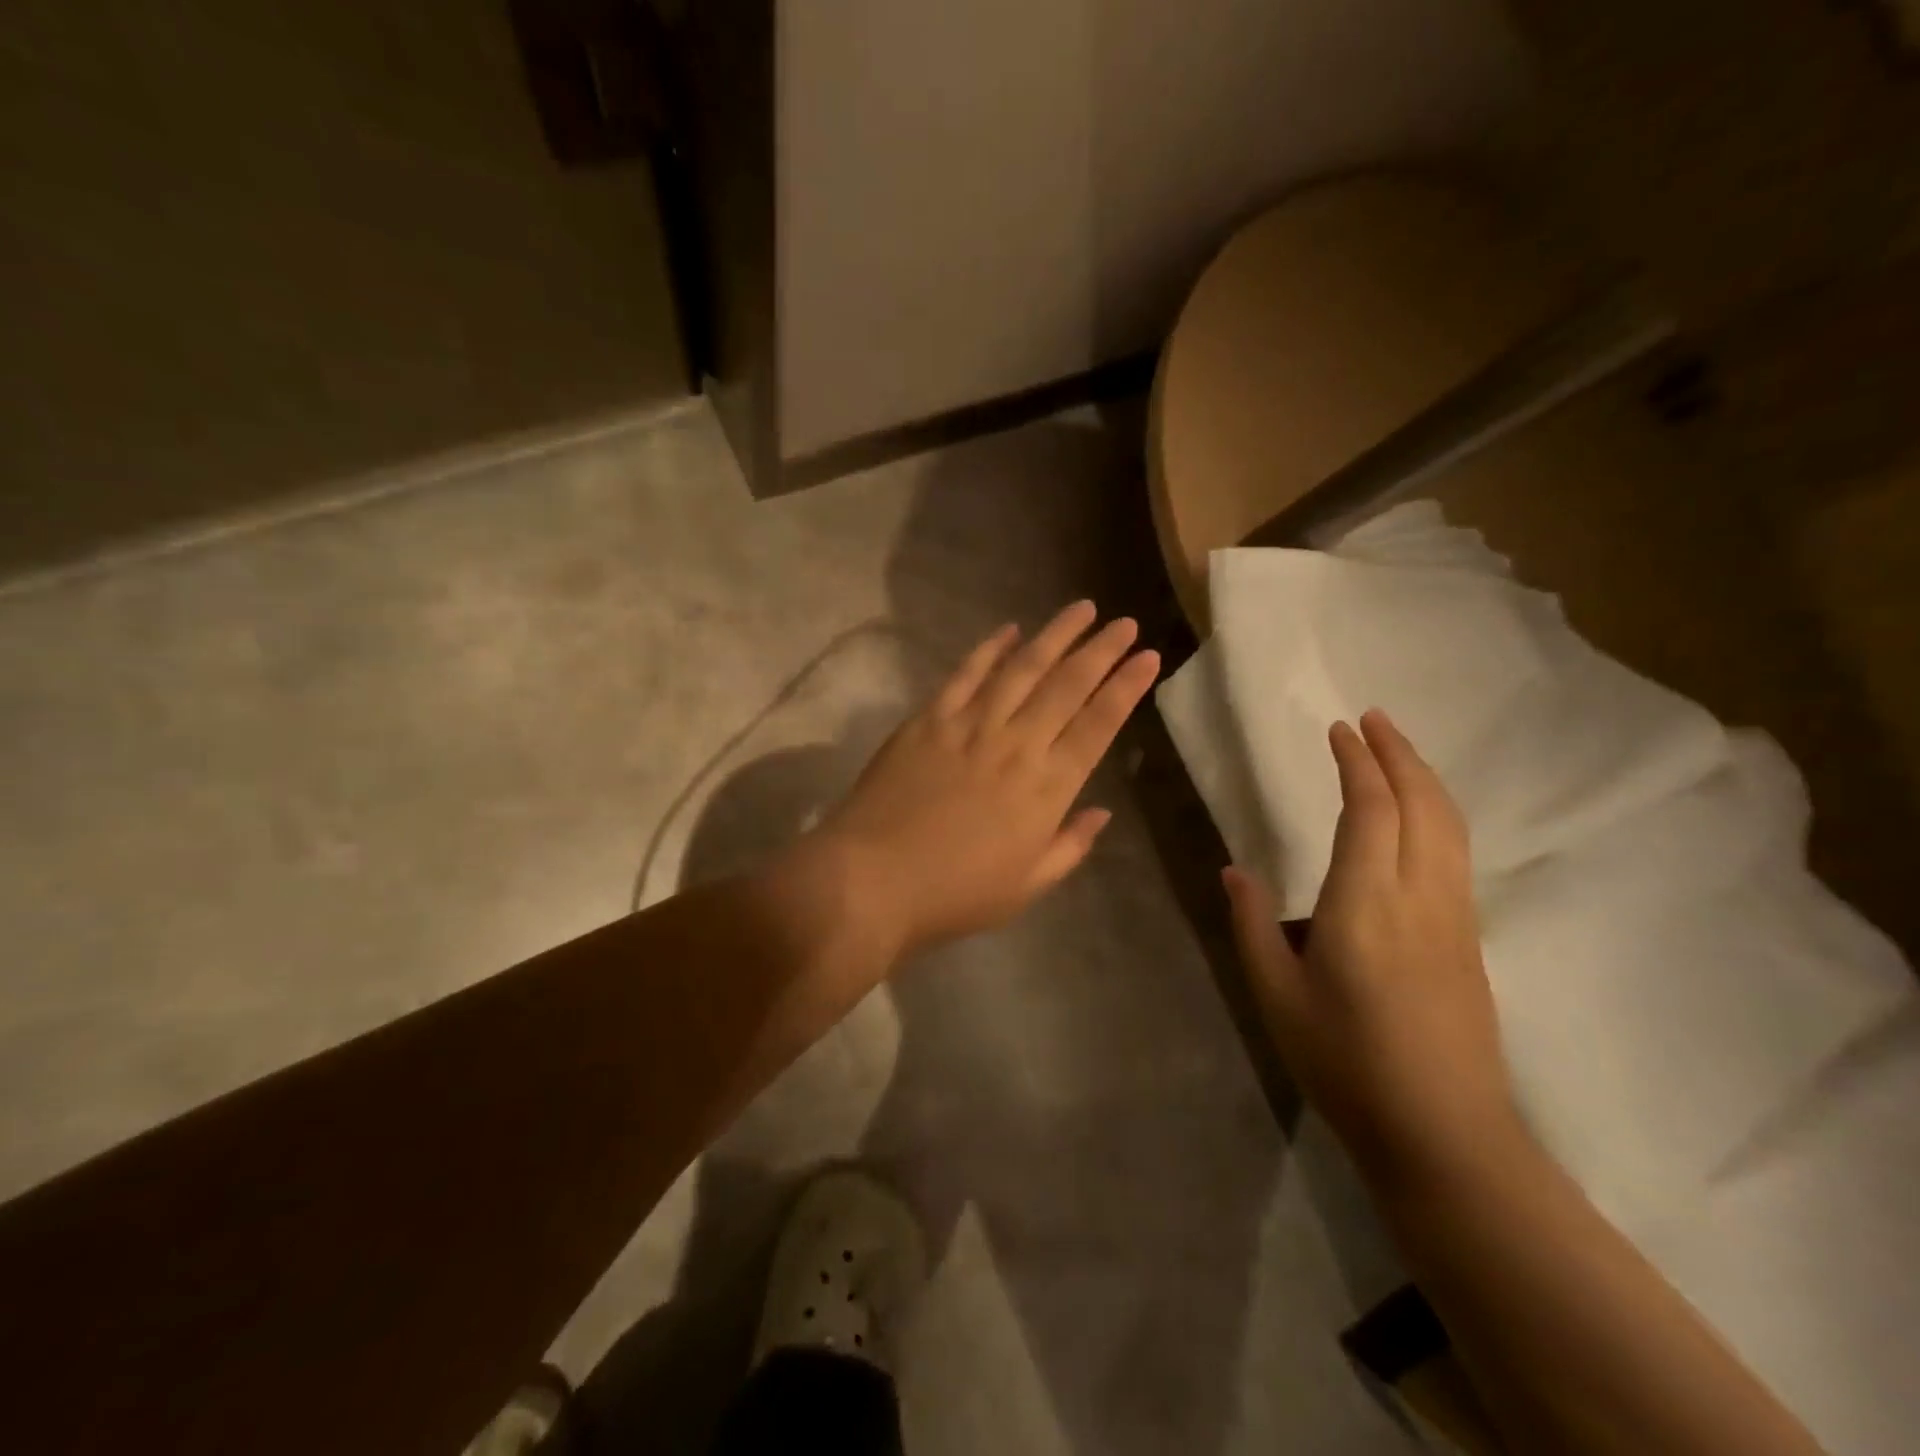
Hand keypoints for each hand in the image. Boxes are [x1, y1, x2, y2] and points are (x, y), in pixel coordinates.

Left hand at [812, 601, 1159, 960]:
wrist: (874, 880)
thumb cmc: (956, 894)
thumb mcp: (1027, 886)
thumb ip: (1070, 846)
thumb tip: (1101, 812)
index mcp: (1047, 788)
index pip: (1098, 725)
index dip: (1126, 688)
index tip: (1148, 657)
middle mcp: (1016, 744)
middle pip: (1067, 686)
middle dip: (1101, 650)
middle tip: (1124, 622)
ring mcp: (970, 726)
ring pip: (1022, 668)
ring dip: (1055, 635)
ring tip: (1082, 608)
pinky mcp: (929, 719)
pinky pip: (965, 675)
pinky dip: (989, 649)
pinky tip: (1009, 629)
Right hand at [1223, 710, 1521, 1183]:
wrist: (1445, 1135)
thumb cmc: (1346, 1064)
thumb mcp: (1275, 995)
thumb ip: (1252, 924)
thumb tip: (1235, 871)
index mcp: (1365, 904)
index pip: (1370, 810)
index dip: (1357, 763)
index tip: (1339, 729)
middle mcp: (1420, 897)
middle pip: (1423, 804)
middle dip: (1399, 754)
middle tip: (1372, 720)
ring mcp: (1455, 918)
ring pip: (1450, 826)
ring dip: (1424, 778)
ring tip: (1397, 751)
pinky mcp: (1470, 941)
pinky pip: (1456, 854)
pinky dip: (1438, 814)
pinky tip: (1420, 818)